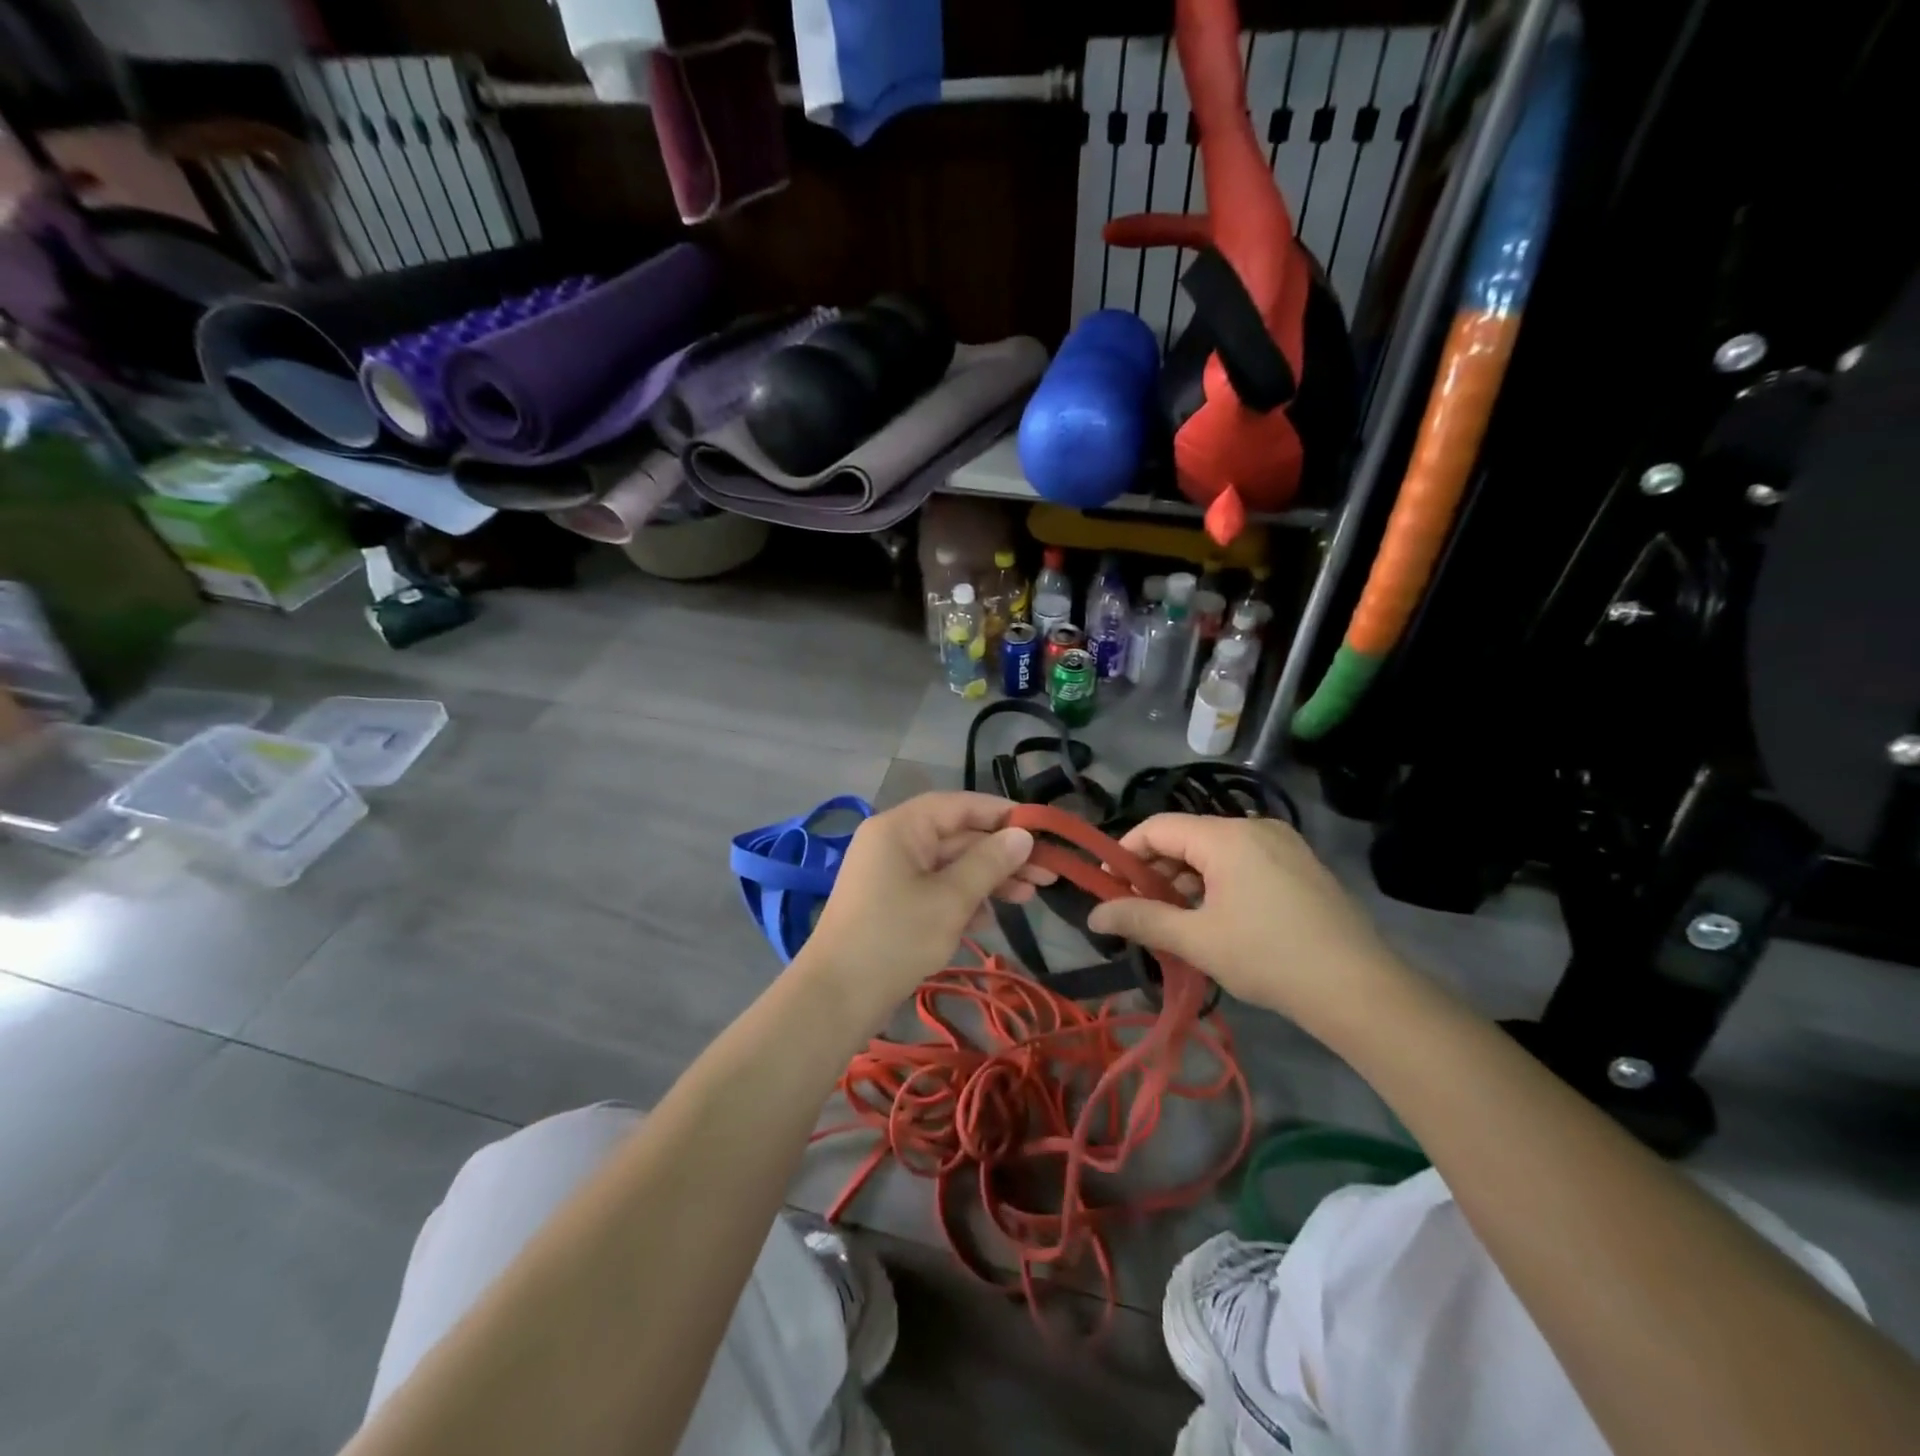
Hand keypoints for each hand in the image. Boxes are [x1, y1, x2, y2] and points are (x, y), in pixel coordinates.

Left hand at [798, 792, 1048, 1007]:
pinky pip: (934, 888)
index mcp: (901, 827)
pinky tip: (990, 918)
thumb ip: (990, 863)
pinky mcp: (891, 902)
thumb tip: (1023, 834)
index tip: (1042, 830)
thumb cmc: (896, 938)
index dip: (1003, 814)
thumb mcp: (951, 899)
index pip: (960, 805)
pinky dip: (963, 898)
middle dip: (1001, 854)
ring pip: (949, 865)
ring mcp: (890, 873)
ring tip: (1029, 896)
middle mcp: (894, 841)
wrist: (836, 998)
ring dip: (988, 878)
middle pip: (957, 836)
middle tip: (1047, 872)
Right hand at [1084, 814, 1410, 1034]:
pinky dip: (1219, 882)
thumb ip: (1141, 920)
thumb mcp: (1196, 940)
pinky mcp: (1301, 865)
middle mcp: (1255, 827)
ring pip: (1216, 851)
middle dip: (1156, 870)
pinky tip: (1217, 918)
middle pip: (1187, 837)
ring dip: (1187, 880)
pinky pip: (1244, 861)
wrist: (1359, 988)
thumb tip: (1093, 916)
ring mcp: (1283, 844)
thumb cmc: (1268, 957)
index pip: (1157, 827)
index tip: (1106, 886)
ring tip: (1176, 921)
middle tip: (1139, 910)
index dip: (1124, 853)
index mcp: (1226, 836)